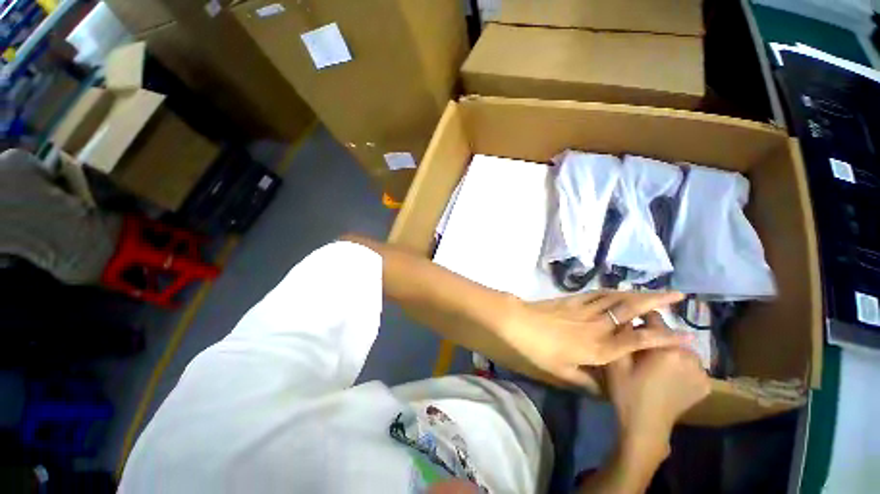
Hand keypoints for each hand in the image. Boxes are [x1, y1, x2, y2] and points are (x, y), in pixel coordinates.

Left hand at [497, 291, 688, 387]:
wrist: (520, 322)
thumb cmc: (540, 349)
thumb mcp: (562, 371)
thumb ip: (585, 381)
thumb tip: (602, 391)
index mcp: (599, 347)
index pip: (638, 341)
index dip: (663, 338)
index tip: (686, 336)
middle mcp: (598, 325)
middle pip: (632, 311)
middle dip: (657, 302)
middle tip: (678, 296)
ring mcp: (586, 309)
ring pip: (618, 298)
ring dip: (639, 293)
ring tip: (656, 290)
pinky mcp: (574, 299)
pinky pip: (598, 293)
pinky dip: (613, 291)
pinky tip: (621, 290)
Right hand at [606, 313, 710, 456]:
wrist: (645, 426)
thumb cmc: (627, 391)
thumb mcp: (616, 361)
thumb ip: (622, 336)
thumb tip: (626, 316)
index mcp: (668, 348)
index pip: (656, 318)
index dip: (641, 318)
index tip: (631, 325)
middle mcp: (691, 356)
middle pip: (669, 335)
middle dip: (654, 338)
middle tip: (639, 351)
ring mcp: (702, 372)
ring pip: (680, 349)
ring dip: (668, 351)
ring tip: (653, 365)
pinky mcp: (706, 384)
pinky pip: (690, 365)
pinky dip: (679, 365)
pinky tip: (667, 377)